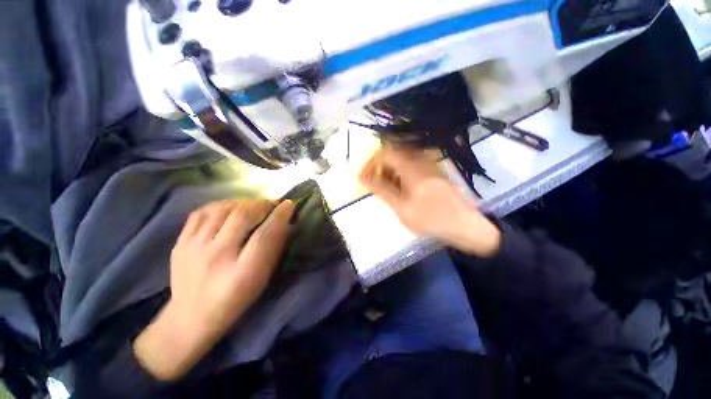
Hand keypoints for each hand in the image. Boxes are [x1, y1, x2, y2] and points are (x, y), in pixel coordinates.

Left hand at [134, 199, 294, 380]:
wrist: (190, 318)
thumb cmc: (235, 300)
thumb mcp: (261, 279)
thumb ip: (274, 249)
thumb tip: (285, 223)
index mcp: (242, 273)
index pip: (264, 235)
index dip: (279, 216)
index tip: (289, 204)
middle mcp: (216, 258)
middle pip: (242, 216)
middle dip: (262, 204)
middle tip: (272, 204)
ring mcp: (193, 249)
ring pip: (221, 210)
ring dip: (243, 203)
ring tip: (253, 205)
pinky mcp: (180, 244)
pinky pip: (201, 212)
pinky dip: (220, 205)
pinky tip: (230, 208)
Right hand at [359, 147, 499, 256]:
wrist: (465, 226)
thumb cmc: (430, 218)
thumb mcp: (401, 206)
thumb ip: (381, 189)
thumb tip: (361, 177)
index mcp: (412, 166)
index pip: (385, 153)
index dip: (371, 163)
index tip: (364, 178)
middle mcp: (421, 160)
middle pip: (393, 156)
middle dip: (380, 170)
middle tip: (376, 188)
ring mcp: (429, 166)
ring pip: (402, 163)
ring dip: (390, 175)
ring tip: (388, 193)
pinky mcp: (433, 173)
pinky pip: (411, 169)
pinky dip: (401, 178)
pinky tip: (402, 193)